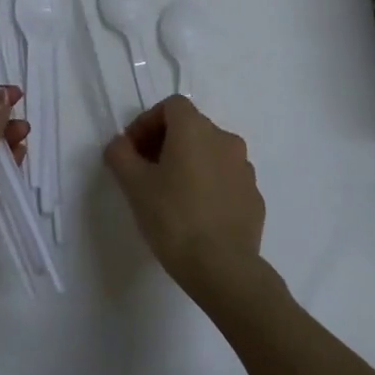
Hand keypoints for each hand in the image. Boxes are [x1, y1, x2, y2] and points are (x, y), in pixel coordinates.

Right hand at [104, 96, 266, 302]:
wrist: (222, 267)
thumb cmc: (173, 218)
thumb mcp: (134, 185)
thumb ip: (120, 154)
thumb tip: (120, 144)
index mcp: (196, 130)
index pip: (171, 106)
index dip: (147, 122)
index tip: (133, 150)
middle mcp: (225, 140)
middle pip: (191, 127)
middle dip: (165, 142)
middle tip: (145, 171)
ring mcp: (245, 169)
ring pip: (210, 153)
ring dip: (189, 163)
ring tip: (170, 194)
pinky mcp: (254, 196)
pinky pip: (225, 179)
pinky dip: (208, 184)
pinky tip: (195, 213)